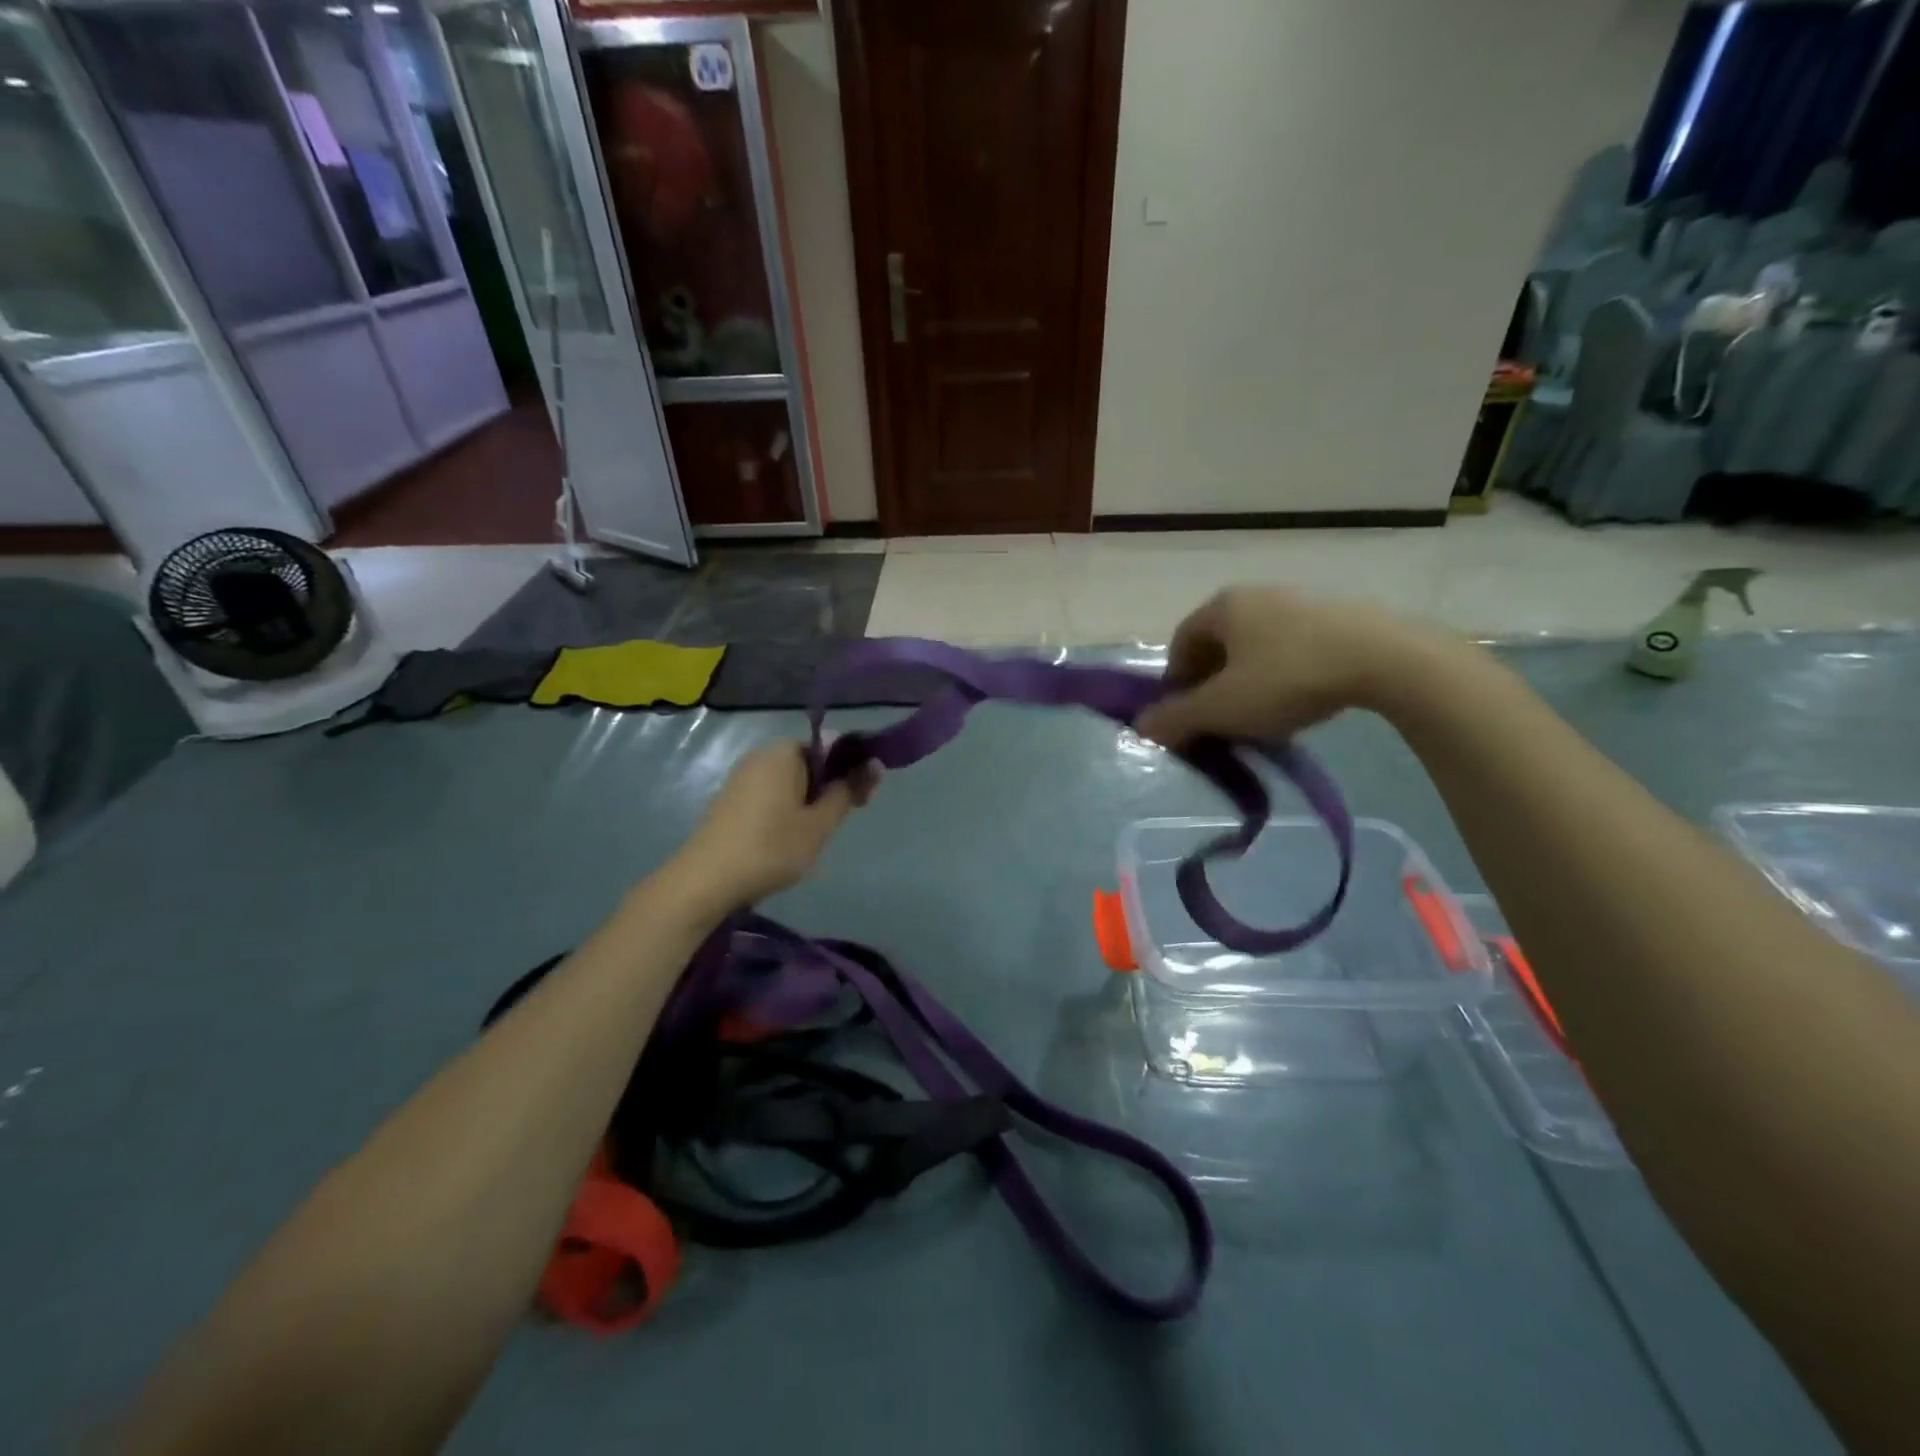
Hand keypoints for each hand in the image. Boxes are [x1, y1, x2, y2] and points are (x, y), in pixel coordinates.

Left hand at [670, 742, 876, 910]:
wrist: (705, 882)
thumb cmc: (770, 848)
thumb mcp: (819, 823)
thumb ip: (848, 791)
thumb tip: (875, 763)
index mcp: (783, 751)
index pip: (831, 747)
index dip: (852, 770)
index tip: (863, 800)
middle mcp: (761, 755)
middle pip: (810, 763)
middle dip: (830, 787)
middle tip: (840, 822)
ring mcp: (742, 777)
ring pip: (791, 782)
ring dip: (809, 802)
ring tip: (814, 836)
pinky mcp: (731, 800)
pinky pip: (771, 794)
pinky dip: (787, 810)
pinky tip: (787, 839)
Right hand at [1135, 587, 1444, 747]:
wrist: (1385, 659)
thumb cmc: (1287, 678)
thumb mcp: (1222, 708)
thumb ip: (1177, 718)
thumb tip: (1142, 726)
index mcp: (1222, 607)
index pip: (1180, 643)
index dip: (1175, 682)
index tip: (1186, 715)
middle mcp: (1256, 595)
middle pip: (1218, 644)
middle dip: (1212, 683)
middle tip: (1221, 718)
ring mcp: (1300, 601)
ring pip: (1256, 647)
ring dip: (1247, 680)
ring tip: (1261, 715)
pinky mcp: (1337, 615)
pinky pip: (1292, 647)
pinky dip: (1283, 673)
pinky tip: (1299, 699)